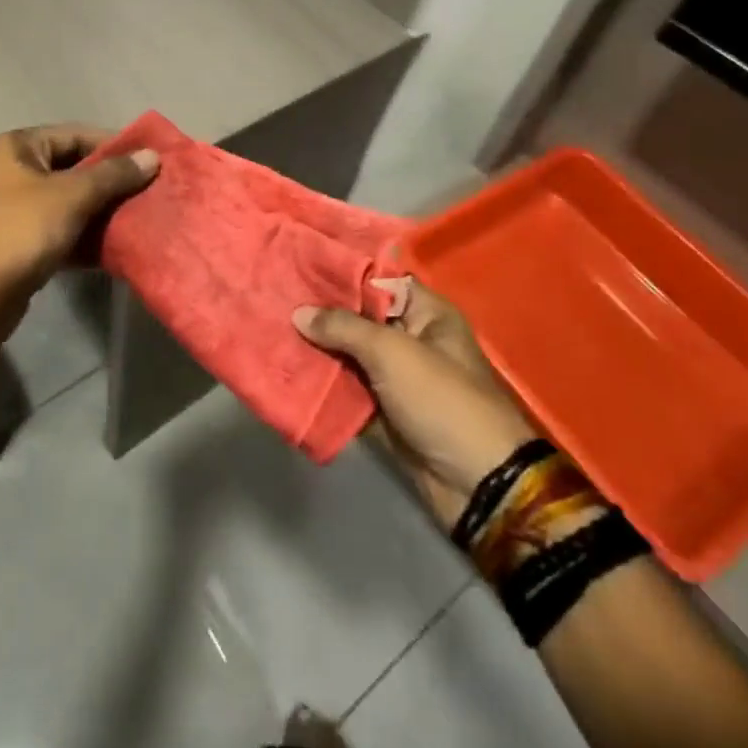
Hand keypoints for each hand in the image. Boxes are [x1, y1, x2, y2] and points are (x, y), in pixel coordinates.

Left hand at [0, 123, 159, 309]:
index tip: (152, 159)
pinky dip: (90, 234)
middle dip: (113, 180)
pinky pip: (67, 228)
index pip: (77, 135)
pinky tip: (120, 243)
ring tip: (144, 214)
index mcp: (19, 147)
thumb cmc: (22, 231)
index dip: (115, 146)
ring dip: (105, 209)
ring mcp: (20, 208)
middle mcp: (16, 170)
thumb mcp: (72, 195)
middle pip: (76, 168)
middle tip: (153, 189)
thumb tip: (153, 156)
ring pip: (73, 200)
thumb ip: (114, 174)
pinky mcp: (26, 242)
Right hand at [294, 281, 539, 528]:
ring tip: (271, 329)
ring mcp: (395, 377)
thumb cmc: (441, 399)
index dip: (341, 272)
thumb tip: (298, 313)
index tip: (299, 264)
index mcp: (426, 313)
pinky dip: (321, 384)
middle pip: (358, 317)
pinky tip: (285, 370)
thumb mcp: (392, 352)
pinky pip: (346, 389)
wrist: (476, 483)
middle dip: (320, 312)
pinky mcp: (382, 410)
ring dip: (316, 349)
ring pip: (348, 354)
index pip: (378, 280)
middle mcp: (410, 338)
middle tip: (274, 296)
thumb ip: (343, 327)